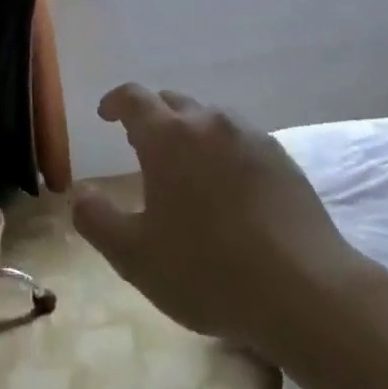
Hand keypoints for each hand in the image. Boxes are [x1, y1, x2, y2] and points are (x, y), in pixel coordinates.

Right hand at [72, 84, 368, 354]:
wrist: (306, 291)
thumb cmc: (208, 271)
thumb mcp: (134, 257)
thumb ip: (97, 220)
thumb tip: (81, 194)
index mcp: (168, 137)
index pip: (134, 97)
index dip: (115, 102)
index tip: (106, 115)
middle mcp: (209, 123)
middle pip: (172, 102)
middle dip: (152, 117)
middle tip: (141, 147)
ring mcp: (251, 136)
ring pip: (209, 118)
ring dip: (189, 132)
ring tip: (185, 168)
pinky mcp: (282, 158)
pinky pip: (240, 139)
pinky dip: (223, 150)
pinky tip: (228, 187)